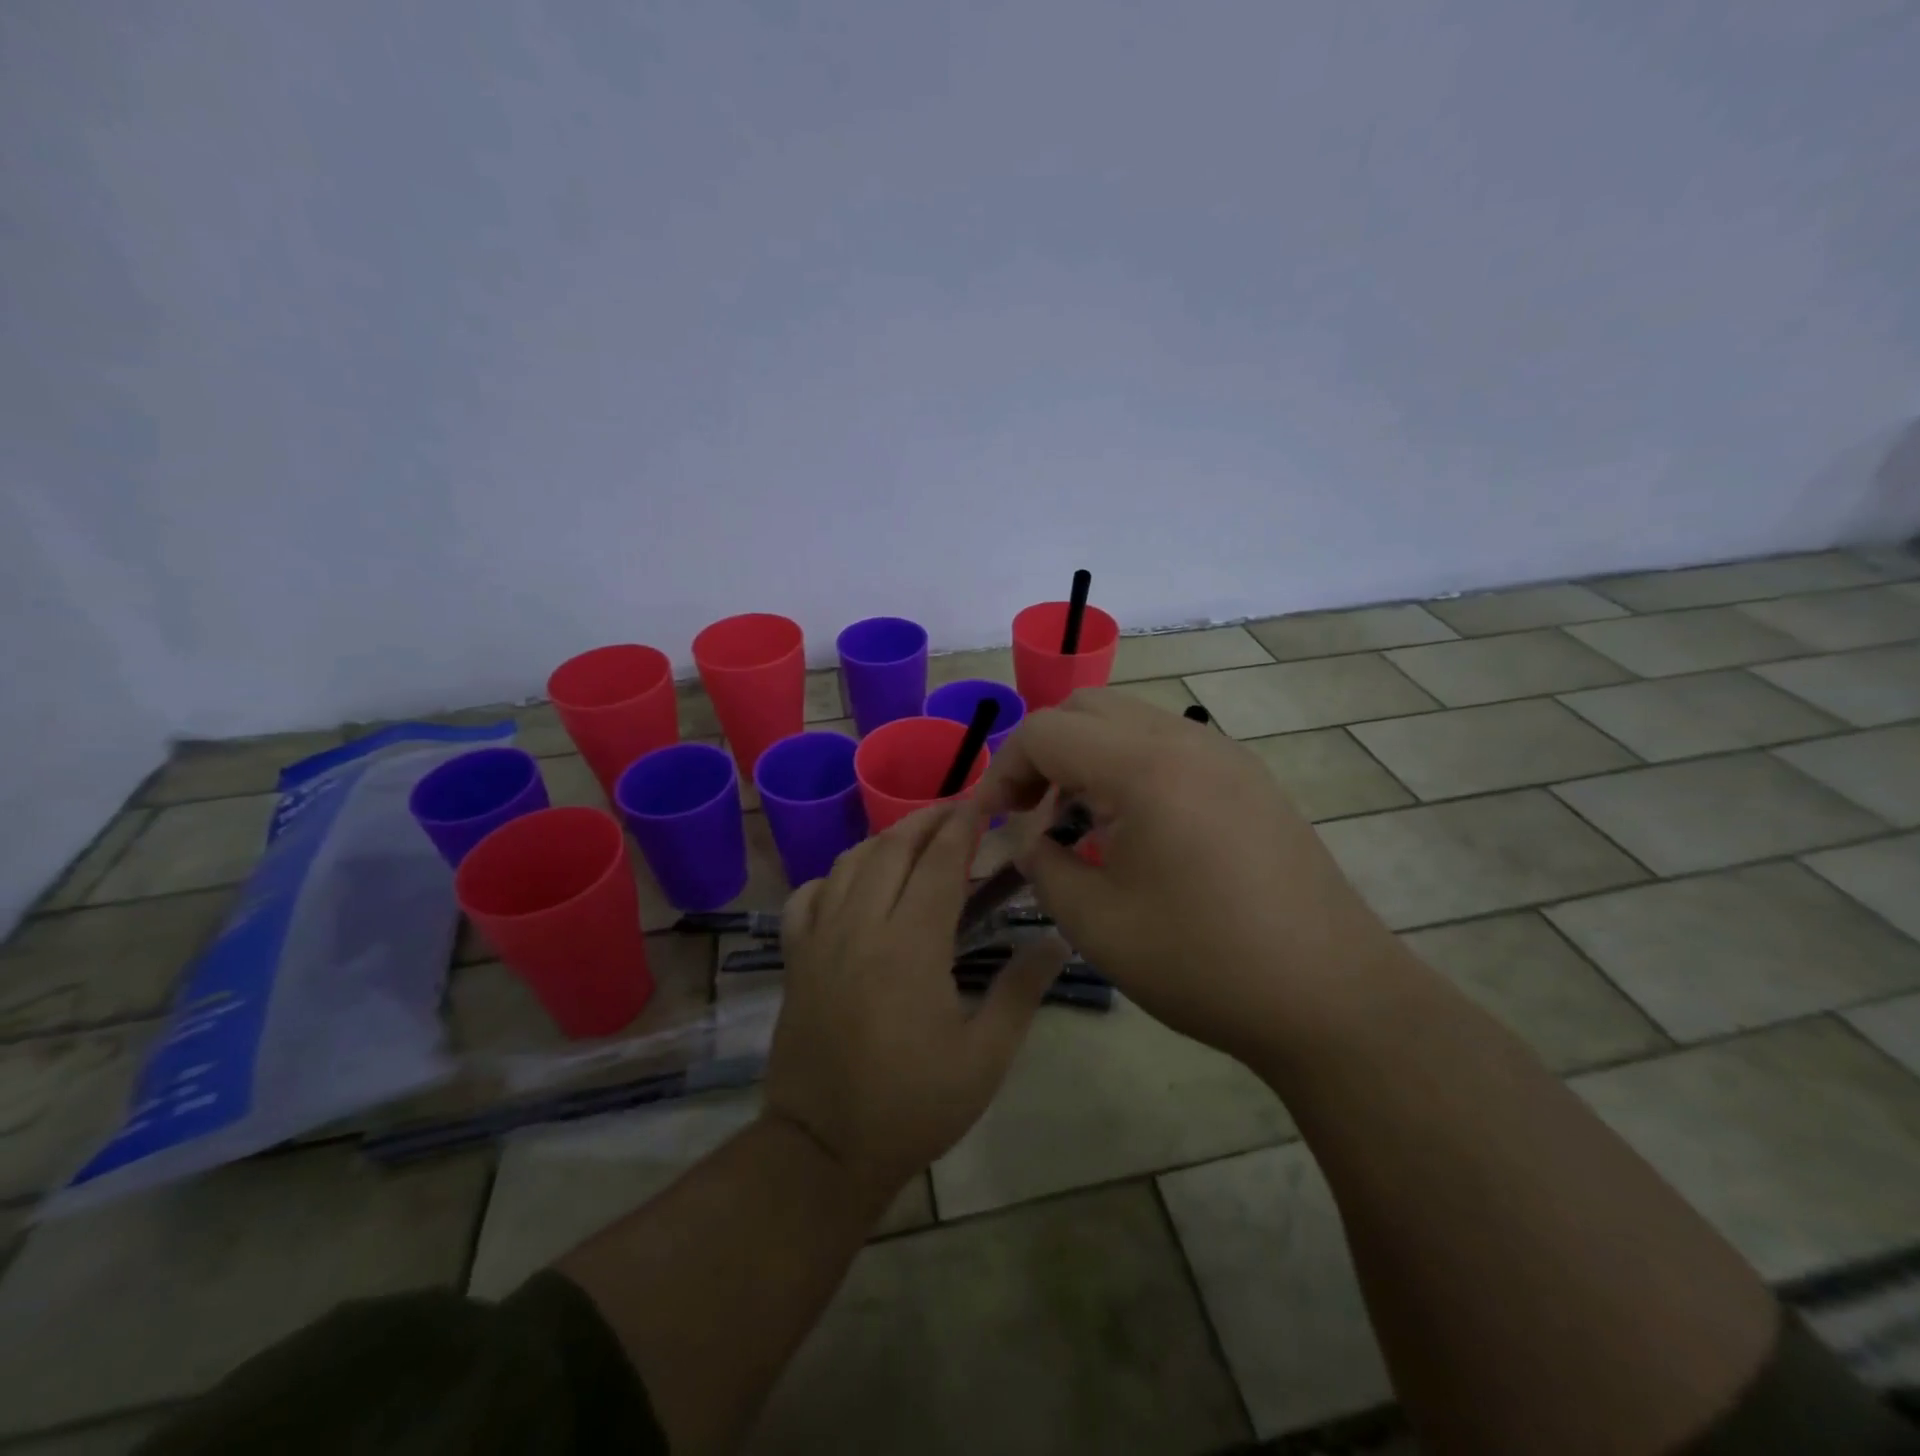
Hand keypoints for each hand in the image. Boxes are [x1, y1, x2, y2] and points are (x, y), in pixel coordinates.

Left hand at [763, 801, 1068, 1208]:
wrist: (823, 1151)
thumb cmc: (913, 1106)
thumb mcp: (985, 1058)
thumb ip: (1021, 991)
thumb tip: (1056, 940)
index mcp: (911, 946)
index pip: (940, 863)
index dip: (963, 825)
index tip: (983, 801)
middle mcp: (861, 927)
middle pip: (892, 848)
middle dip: (927, 820)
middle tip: (956, 812)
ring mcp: (820, 940)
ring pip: (849, 863)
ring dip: (885, 840)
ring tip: (914, 839)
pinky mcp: (795, 959)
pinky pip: (808, 896)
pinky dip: (833, 876)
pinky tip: (853, 884)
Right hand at [977, 689, 1402, 1066]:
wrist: (1331, 996)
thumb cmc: (1202, 962)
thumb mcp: (1096, 923)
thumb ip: (1042, 866)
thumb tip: (1030, 839)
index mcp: (1144, 767)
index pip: (1045, 731)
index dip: (1003, 770)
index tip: (990, 821)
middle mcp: (1186, 740)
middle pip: (1087, 708)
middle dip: (1043, 751)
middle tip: (1030, 811)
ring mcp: (1225, 754)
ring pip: (1130, 720)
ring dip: (1087, 756)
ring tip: (1077, 821)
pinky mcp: (1249, 778)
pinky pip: (1169, 745)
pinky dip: (1129, 766)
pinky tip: (1134, 828)